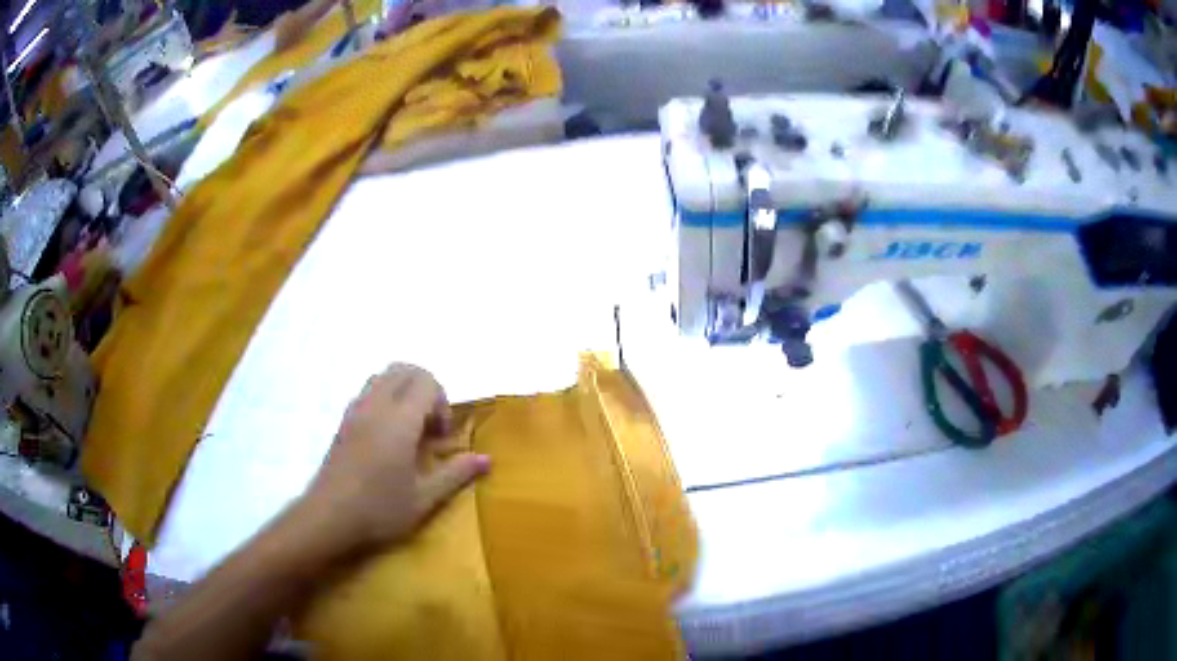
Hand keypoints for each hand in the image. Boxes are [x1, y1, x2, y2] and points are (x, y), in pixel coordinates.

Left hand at [303, 364, 489, 549]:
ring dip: (403, 391)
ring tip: (409, 428)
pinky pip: (367, 391)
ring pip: (382, 376)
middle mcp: (376, 406)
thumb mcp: (424, 498)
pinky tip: (386, 437)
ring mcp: (355, 411)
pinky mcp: (342, 422)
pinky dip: (384, 399)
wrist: (328, 518)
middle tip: (429, 426)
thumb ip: (456, 474)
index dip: (442, 402)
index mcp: (399, 420)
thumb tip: (486, 458)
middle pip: (404, 370)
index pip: (426, 381)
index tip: (440, 436)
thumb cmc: (379, 510)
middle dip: (425, 388)